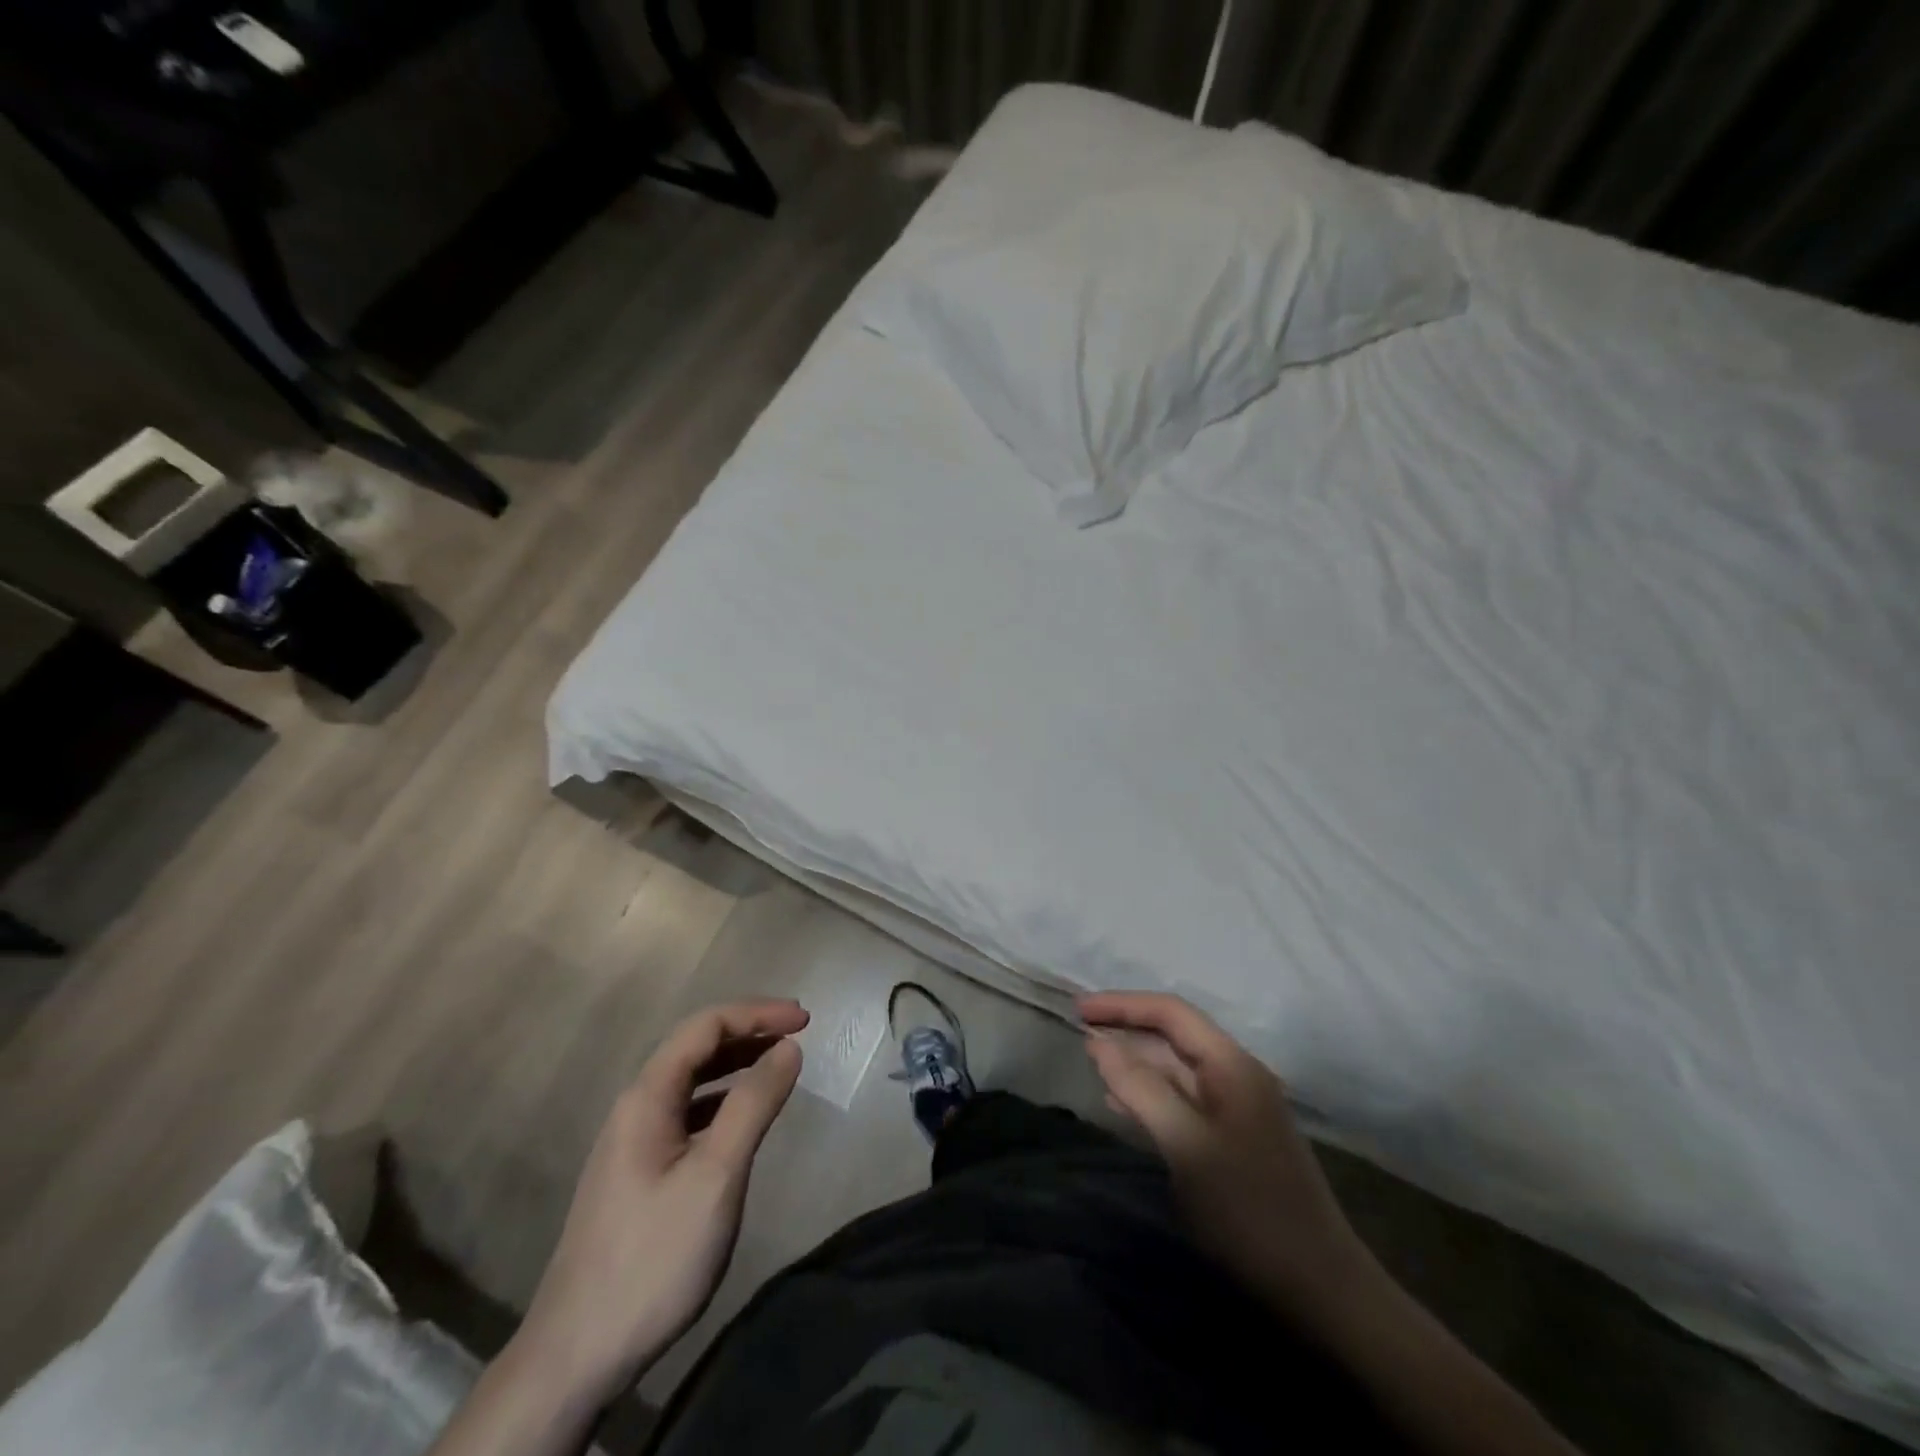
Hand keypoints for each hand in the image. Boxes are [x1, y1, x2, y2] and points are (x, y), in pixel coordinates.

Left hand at [510, 999, 808, 1410]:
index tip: (805, 1019)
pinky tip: (744, 1117)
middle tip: (799, 1033)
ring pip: (691, 1081)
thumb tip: (788, 1047)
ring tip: (779, 1063)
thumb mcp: (716, 1176)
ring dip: (737, 1063)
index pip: (705, 1027)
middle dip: (749, 1031)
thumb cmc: (654, 1256)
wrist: (577, 1355)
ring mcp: (633, 1142)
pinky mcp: (638, 1173)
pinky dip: (723, 1100)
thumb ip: (753, 1104)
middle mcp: (636, 1107)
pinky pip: (688, 1113)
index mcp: (647, 1097)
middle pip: (696, 1047)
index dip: (757, 1013)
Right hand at [1079, 991, 1376, 1331]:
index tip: (1078, 1011)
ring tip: (1094, 1065)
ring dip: (1136, 1063)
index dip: (1122, 1005)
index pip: (1170, 1012)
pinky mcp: (1235, 1139)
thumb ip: (1141, 1089)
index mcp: (1232, 1065)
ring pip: (1177, 1069)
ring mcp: (1239, 1108)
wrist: (1322, 1289)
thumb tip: (1098, 1044)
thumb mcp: (1187, 1146)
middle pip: (1174, 1035)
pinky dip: (1151, 1095)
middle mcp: (1237, 1075)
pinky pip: (1184, 1101)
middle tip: (1080, 1033)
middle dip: (1127, 1030)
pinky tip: (1124, 1106)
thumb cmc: (1250, 1211)